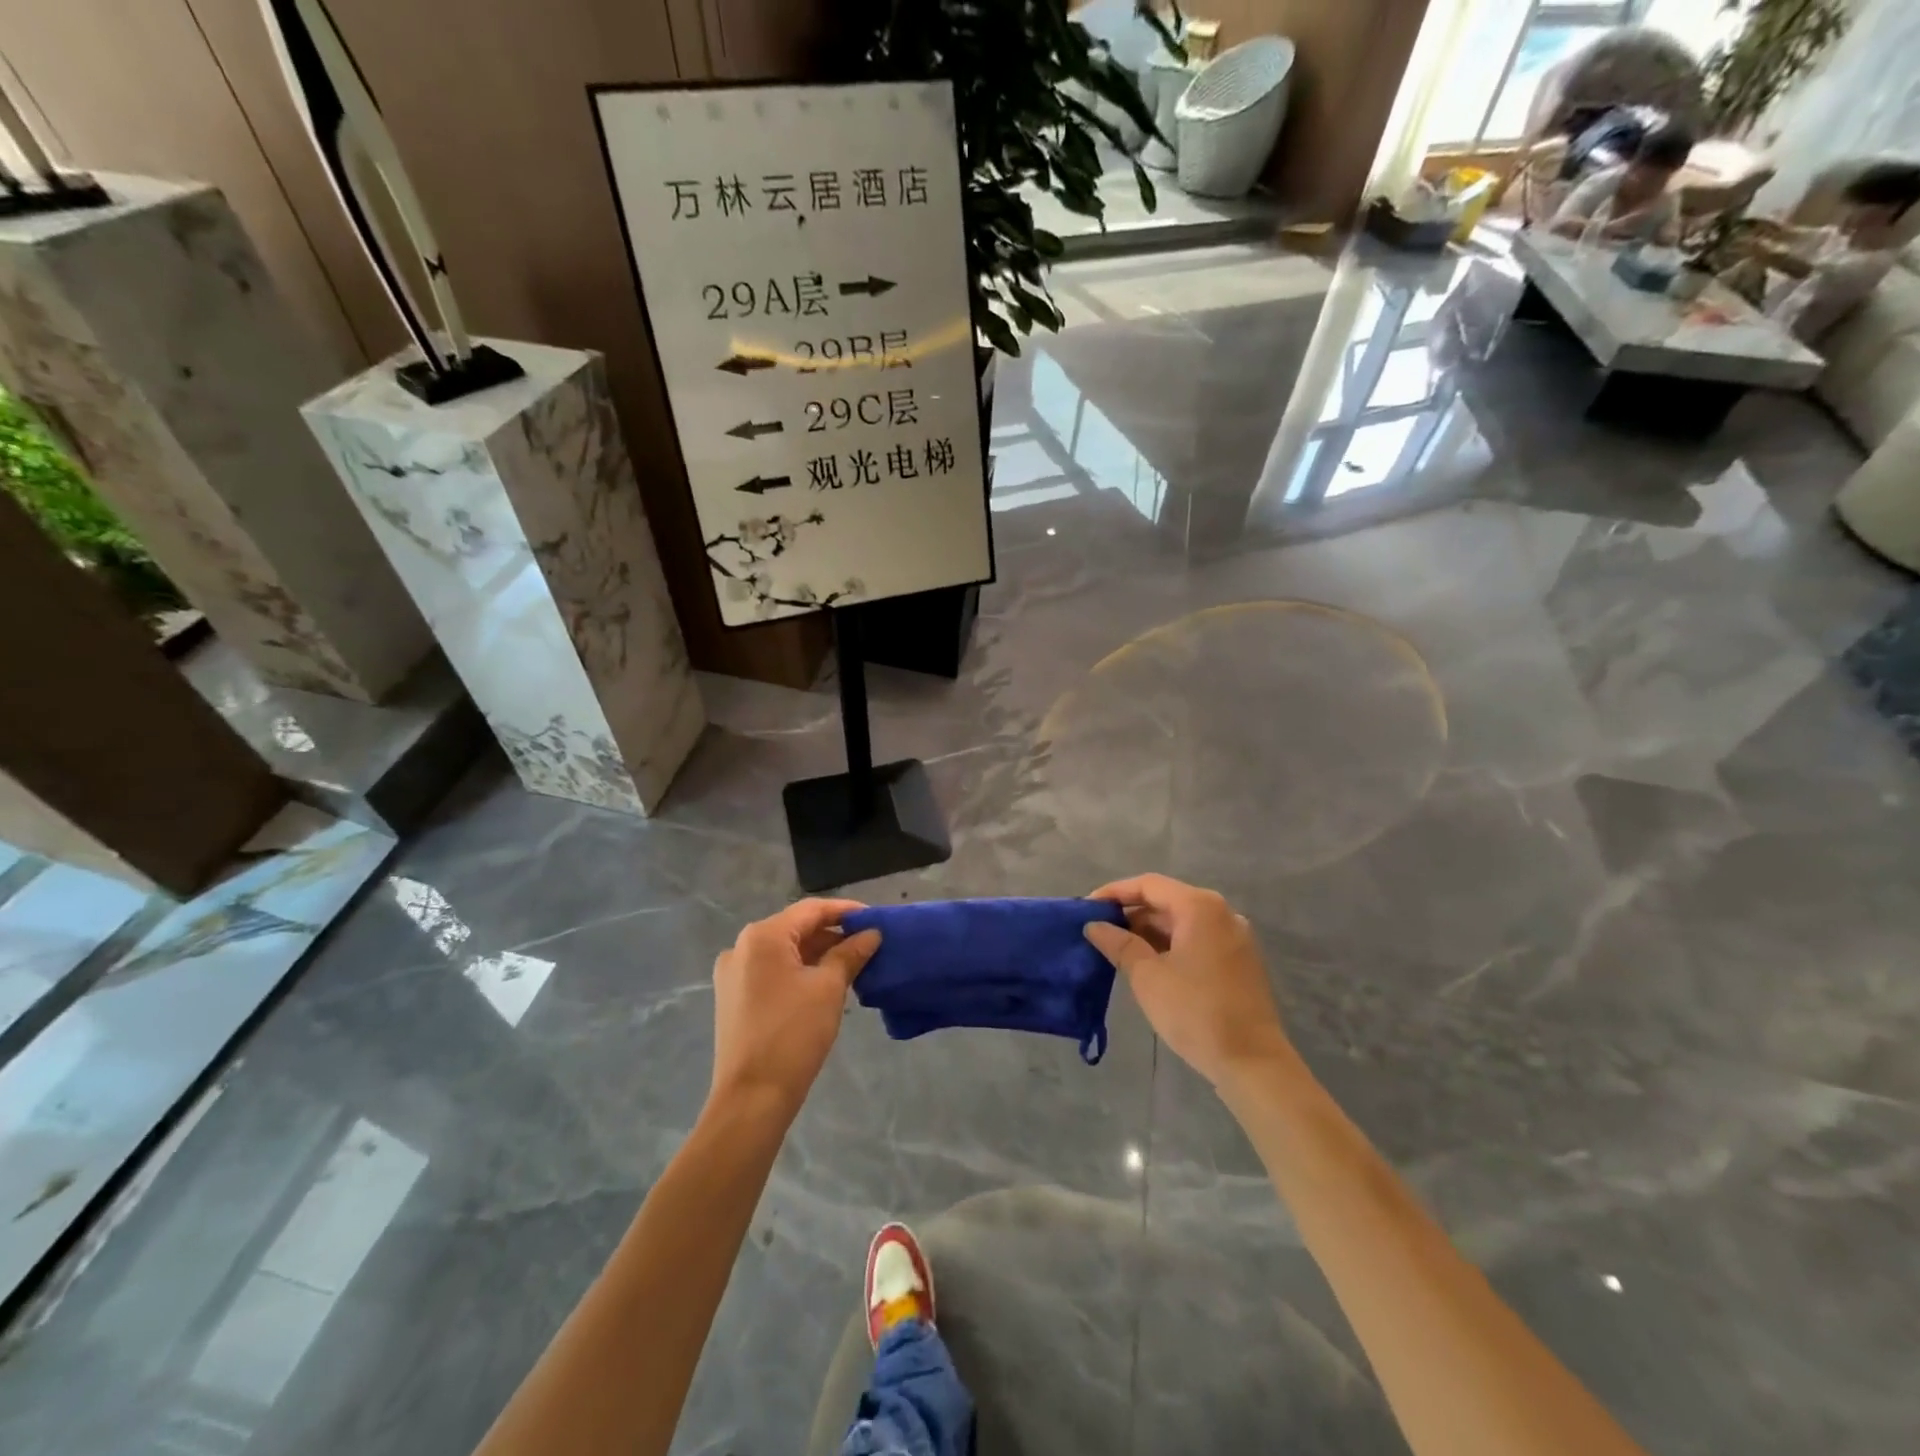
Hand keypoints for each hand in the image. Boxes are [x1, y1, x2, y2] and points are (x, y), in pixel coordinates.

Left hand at [709, 900, 880, 1119]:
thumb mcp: (829, 988)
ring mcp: (733, 974)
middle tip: (868, 944)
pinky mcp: (733, 998)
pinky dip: (799, 971)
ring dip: (818, 954)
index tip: (876, 919)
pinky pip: (772, 971)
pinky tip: (825, 984)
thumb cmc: (793, 1033)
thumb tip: (871, 934)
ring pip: (784, 951)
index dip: (846, 911)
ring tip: (853, 964)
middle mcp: (742, 947)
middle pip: (796, 928)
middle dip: (833, 934)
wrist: (752, 1097)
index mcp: (762, 936)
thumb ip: (850, 953)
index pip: (811, 910)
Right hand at [1084, 874, 1292, 1089]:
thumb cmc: (1195, 1011)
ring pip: (1181, 922)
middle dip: (1130, 913)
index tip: (1086, 908)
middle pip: (1167, 900)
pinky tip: (1147, 963)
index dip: (1114, 893)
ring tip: (1116, 948)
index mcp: (1200, 907)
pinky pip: (1196, 939)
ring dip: (1148, 931)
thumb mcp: (1148, 976)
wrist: (1252, 1062)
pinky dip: (1170, 945)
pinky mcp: (1239, 961)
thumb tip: (1094, 926)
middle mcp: (1221, 913)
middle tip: (1098, 930)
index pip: (1148, 885)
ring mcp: (1234, 937)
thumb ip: (1119, 944)